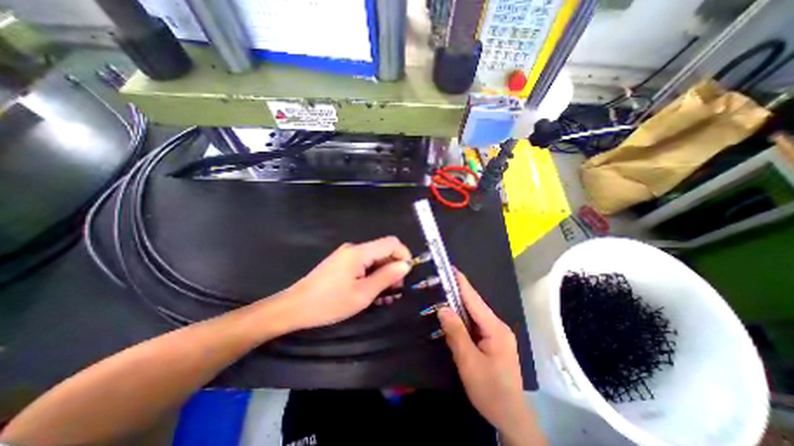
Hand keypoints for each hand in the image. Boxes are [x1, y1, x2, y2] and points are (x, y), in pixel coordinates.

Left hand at [283, 236, 411, 330]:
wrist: (295, 307)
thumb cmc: (329, 302)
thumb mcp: (363, 294)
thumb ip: (386, 277)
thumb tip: (405, 265)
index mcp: (360, 252)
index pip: (391, 243)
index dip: (403, 255)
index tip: (406, 274)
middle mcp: (354, 249)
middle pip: (383, 250)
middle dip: (393, 268)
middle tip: (394, 290)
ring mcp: (346, 255)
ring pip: (374, 259)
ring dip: (383, 274)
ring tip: (384, 295)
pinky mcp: (341, 263)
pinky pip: (363, 264)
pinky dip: (371, 275)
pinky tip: (371, 291)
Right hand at [440, 270, 532, 436]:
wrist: (510, 417)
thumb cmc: (490, 390)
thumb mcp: (469, 361)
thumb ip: (456, 333)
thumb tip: (443, 308)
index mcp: (495, 328)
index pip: (474, 300)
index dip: (462, 283)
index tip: (451, 268)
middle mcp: (498, 326)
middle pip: (474, 305)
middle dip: (457, 292)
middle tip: (440, 281)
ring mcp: (497, 333)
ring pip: (474, 314)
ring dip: (459, 305)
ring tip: (442, 294)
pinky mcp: (493, 341)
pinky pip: (475, 324)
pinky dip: (462, 318)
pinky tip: (452, 316)